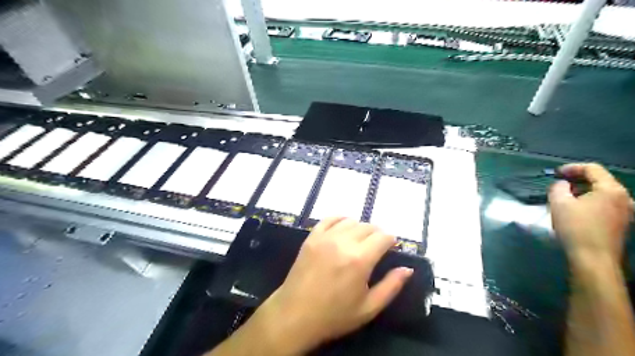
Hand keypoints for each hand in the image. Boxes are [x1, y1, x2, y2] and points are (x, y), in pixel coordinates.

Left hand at [245, 217, 414, 352]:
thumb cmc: (334, 315)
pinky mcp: (312, 238)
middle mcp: (343, 242)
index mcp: (360, 260)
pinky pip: (329, 219)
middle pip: (368, 227)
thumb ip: (391, 286)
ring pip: (350, 221)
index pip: (383, 237)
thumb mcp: (368, 308)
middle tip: (377, 246)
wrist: (295, 315)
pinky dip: (340, 219)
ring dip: (360, 227)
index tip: (391, 248)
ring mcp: (325, 238)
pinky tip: (343, 226)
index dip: (391, 241)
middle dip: (377, 234)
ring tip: (360, 239)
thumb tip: (407, 269)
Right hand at [549, 163, 631, 268]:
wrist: (594, 258)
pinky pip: (605, 205)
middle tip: (559, 184)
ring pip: (602, 193)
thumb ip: (558, 187)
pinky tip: (576, 210)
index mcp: (611, 189)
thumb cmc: (576, 227)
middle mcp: (624, 198)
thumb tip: (562, 184)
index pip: (593, 169)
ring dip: (583, 191)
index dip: (572, 167)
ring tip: (565, 197)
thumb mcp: (559, 203)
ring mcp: (626, 212)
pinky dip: (590, 202)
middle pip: (600, 180)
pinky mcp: (621, 223)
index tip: (556, 173)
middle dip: (578, 179)